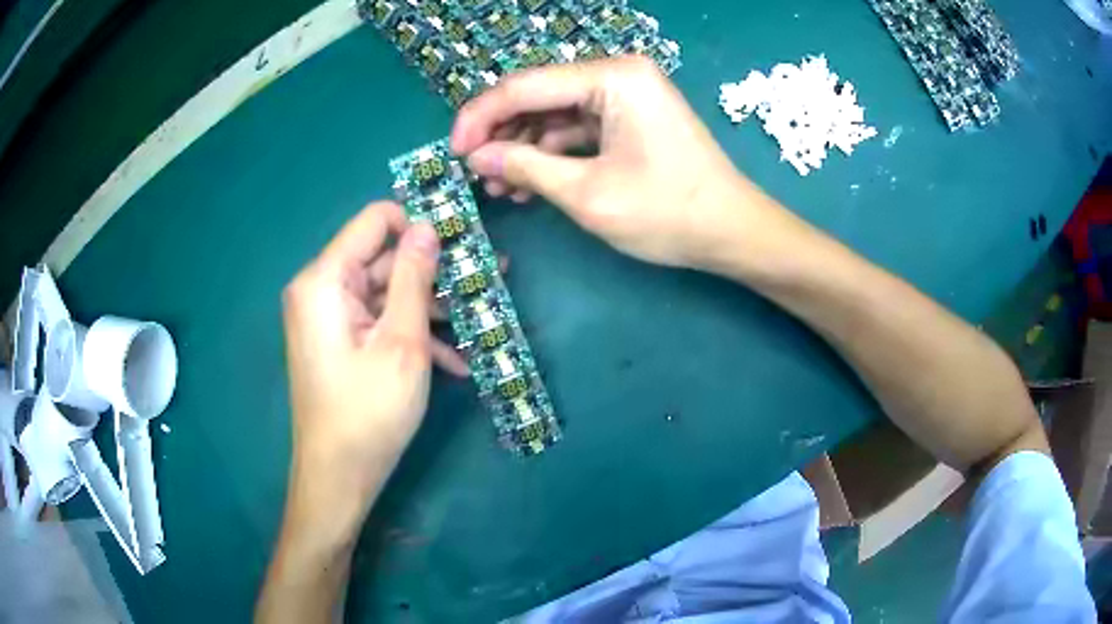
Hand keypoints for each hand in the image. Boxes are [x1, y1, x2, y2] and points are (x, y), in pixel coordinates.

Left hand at [281, 201, 466, 503]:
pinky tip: (454, 361)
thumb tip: (427, 227)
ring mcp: (329, 318)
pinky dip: (411, 335)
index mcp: (325, 280)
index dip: (419, 225)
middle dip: (435, 274)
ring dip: (431, 311)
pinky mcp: (339, 341)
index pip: (375, 220)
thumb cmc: (369, 412)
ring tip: (480, 324)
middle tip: (487, 282)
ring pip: (387, 294)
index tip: (461, 244)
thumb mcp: (402, 342)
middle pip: (384, 260)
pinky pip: (378, 322)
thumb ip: (414, 277)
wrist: (339, 477)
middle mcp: (320, 290)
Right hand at [451, 55, 775, 269]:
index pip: (525, 86)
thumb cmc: (668, 213)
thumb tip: (477, 158)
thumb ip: (526, 168)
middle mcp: (617, 74)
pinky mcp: (629, 119)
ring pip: (554, 114)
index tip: (452, 152)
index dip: (481, 117)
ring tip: (499, 188)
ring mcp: (625, 96)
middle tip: (473, 173)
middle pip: (539, 96)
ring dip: (524, 149)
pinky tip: (529, 184)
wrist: (732, 232)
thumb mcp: (588, 193)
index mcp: (612, 77)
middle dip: (502, 135)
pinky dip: (552, 155)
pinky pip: (577, 129)